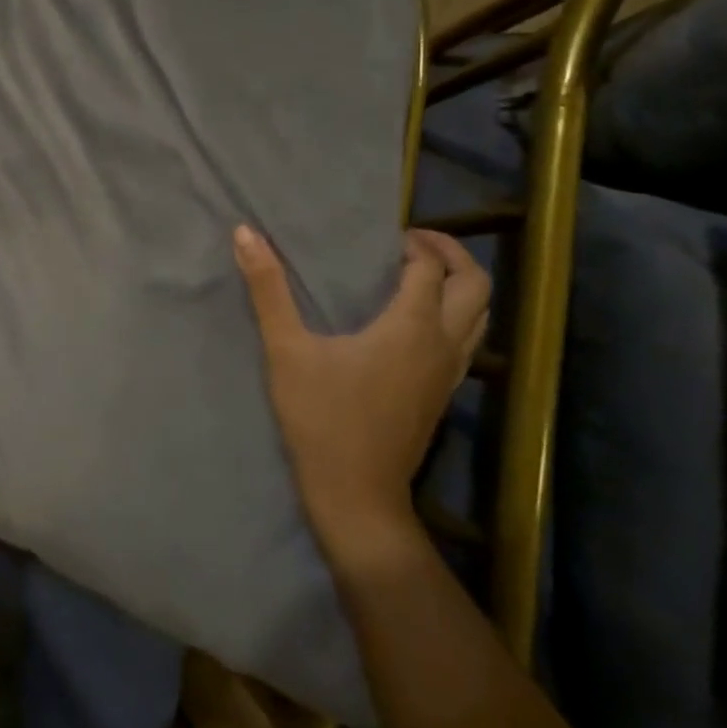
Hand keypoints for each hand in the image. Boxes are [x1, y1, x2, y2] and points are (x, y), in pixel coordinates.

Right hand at [234, 225, 489, 571]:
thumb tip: (246, 232)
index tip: (382, 236)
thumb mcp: (286, 349)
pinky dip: (456, 316)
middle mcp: (443, 344)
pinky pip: (468, 341)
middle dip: (451, 254)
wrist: (356, 495)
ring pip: (481, 315)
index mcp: (412, 326)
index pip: (430, 267)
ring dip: (459, 285)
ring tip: (419, 275)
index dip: (413, 244)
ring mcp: (450, 373)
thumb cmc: (321, 417)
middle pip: (476, 285)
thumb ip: (268, 288)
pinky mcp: (444, 395)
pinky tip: (417, 323)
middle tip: (412, 243)